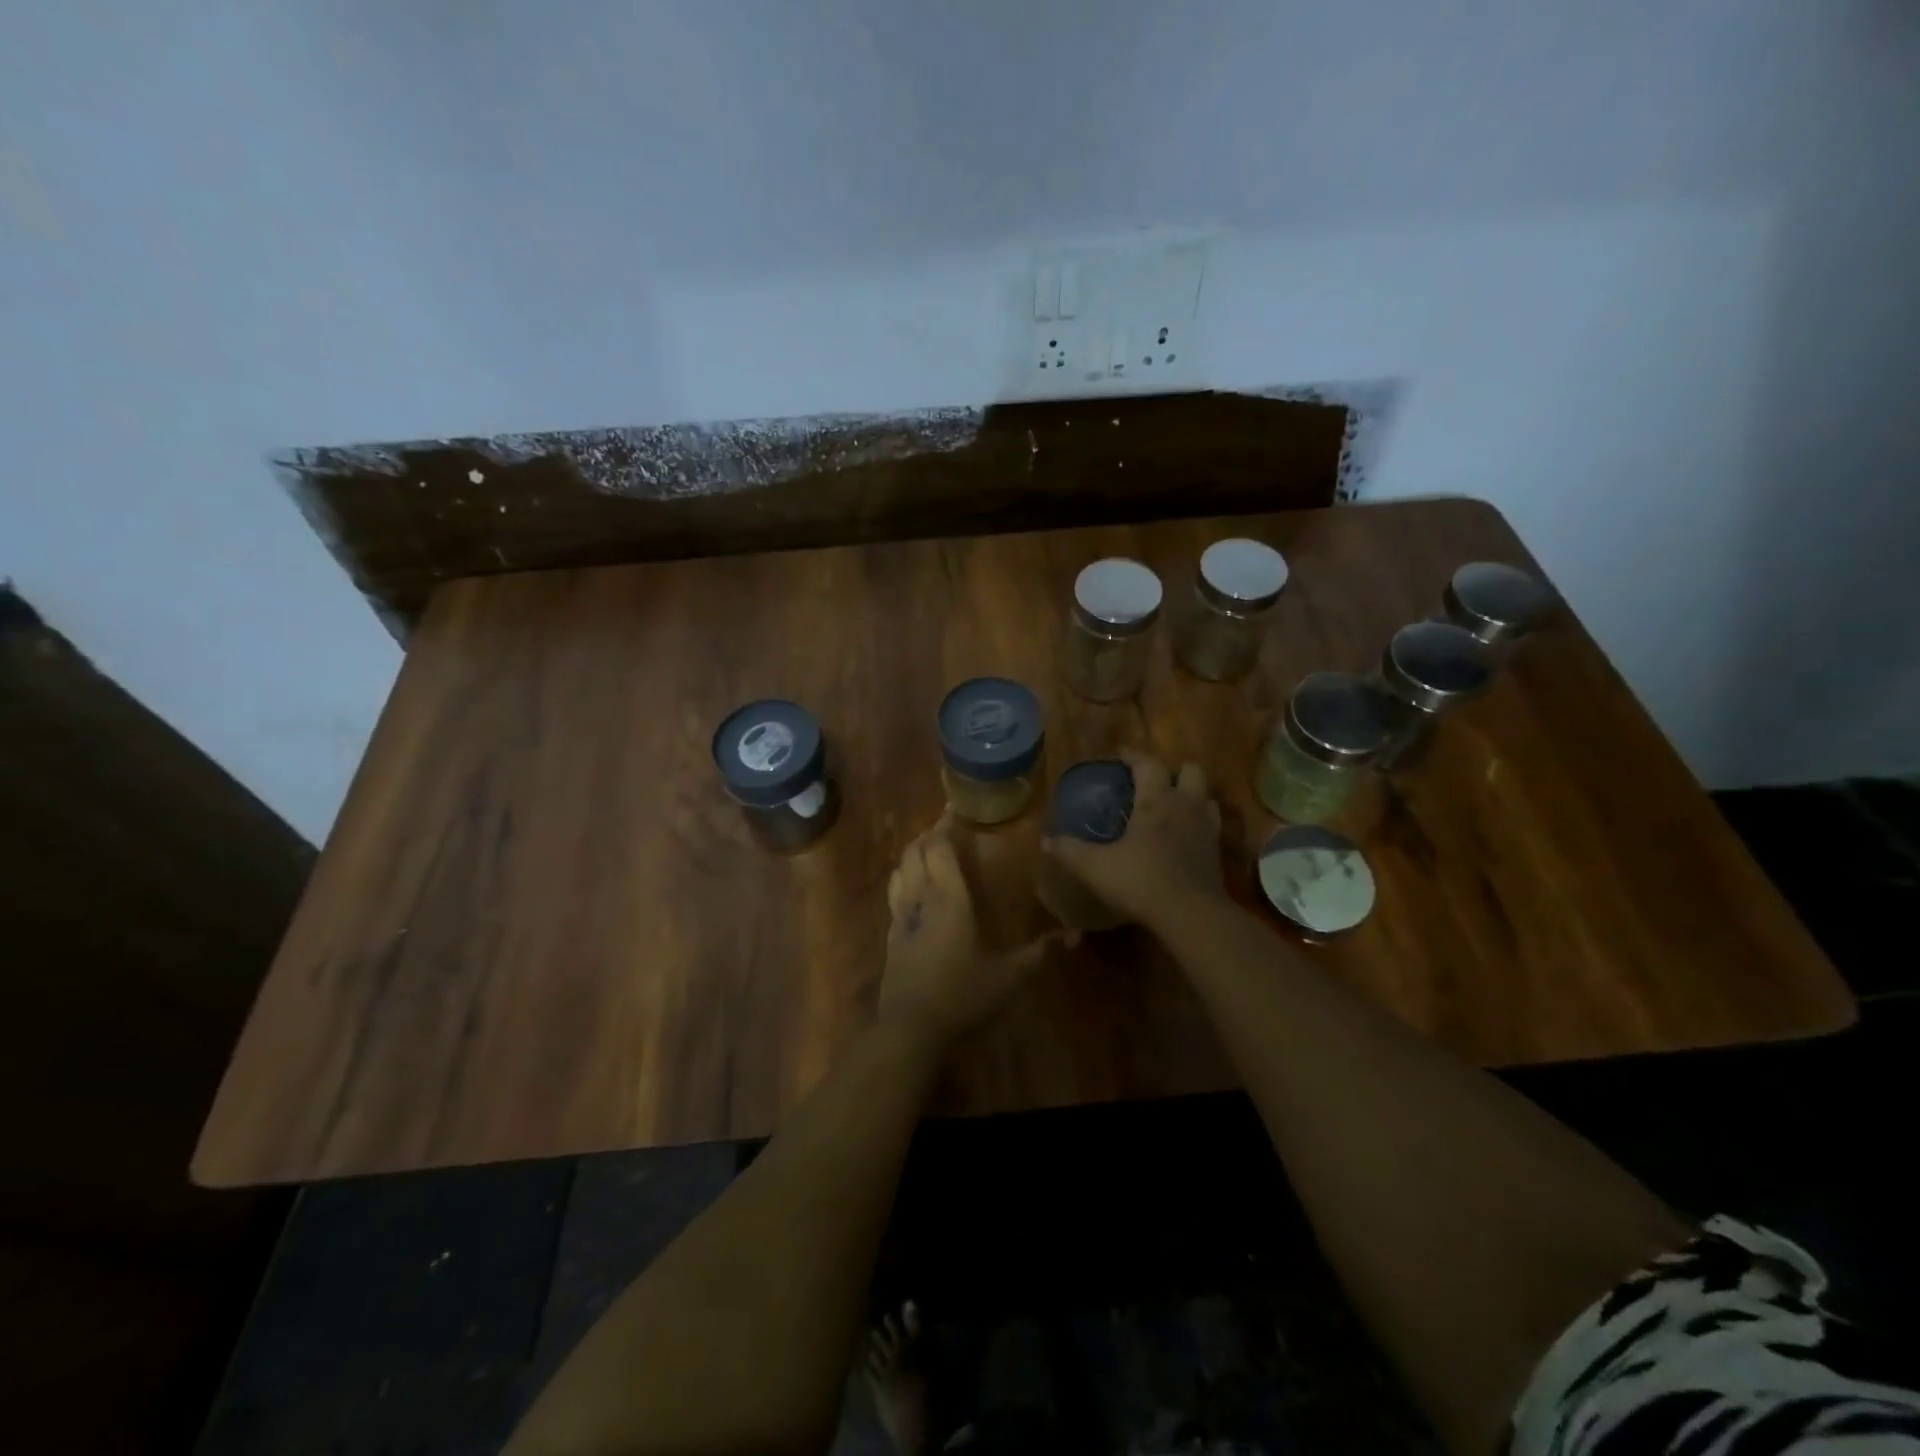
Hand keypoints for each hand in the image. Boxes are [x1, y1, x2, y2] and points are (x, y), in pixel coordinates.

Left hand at [878, 813, 1063, 1046]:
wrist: (910, 1028)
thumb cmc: (962, 996)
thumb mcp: (1008, 978)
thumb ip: (1038, 954)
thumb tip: (1074, 936)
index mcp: (949, 899)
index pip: (940, 848)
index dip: (945, 826)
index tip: (954, 809)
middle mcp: (921, 898)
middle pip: (915, 851)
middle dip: (928, 834)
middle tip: (945, 827)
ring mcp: (900, 916)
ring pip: (900, 869)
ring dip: (912, 853)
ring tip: (928, 850)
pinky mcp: (890, 935)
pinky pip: (894, 892)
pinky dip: (903, 877)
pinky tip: (913, 888)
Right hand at [1041, 748, 1224, 930]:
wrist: (1191, 915)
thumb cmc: (1141, 881)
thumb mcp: (1095, 867)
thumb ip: (1070, 851)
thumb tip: (1045, 841)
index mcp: (1156, 800)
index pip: (1149, 763)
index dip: (1134, 756)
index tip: (1120, 756)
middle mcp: (1185, 805)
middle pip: (1190, 770)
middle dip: (1172, 771)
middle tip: (1152, 783)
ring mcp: (1206, 827)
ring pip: (1205, 796)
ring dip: (1190, 795)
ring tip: (1170, 807)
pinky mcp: (1217, 851)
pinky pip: (1211, 824)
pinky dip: (1198, 823)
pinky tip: (1184, 836)